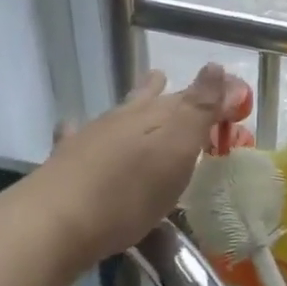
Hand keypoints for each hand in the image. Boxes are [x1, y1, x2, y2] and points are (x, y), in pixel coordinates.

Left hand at [26, 65, 228, 271]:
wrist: (57, 220)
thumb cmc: (130, 191)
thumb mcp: (177, 150)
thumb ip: (200, 109)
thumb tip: (217, 65)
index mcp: (156, 115)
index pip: (190, 96)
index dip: (211, 94)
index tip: (229, 94)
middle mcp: (124, 118)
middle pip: (148, 99)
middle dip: (162, 92)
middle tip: (165, 78)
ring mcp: (91, 137)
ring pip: (116, 114)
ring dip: (129, 107)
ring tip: (136, 100)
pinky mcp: (65, 161)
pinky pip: (76, 135)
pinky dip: (80, 130)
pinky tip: (73, 128)